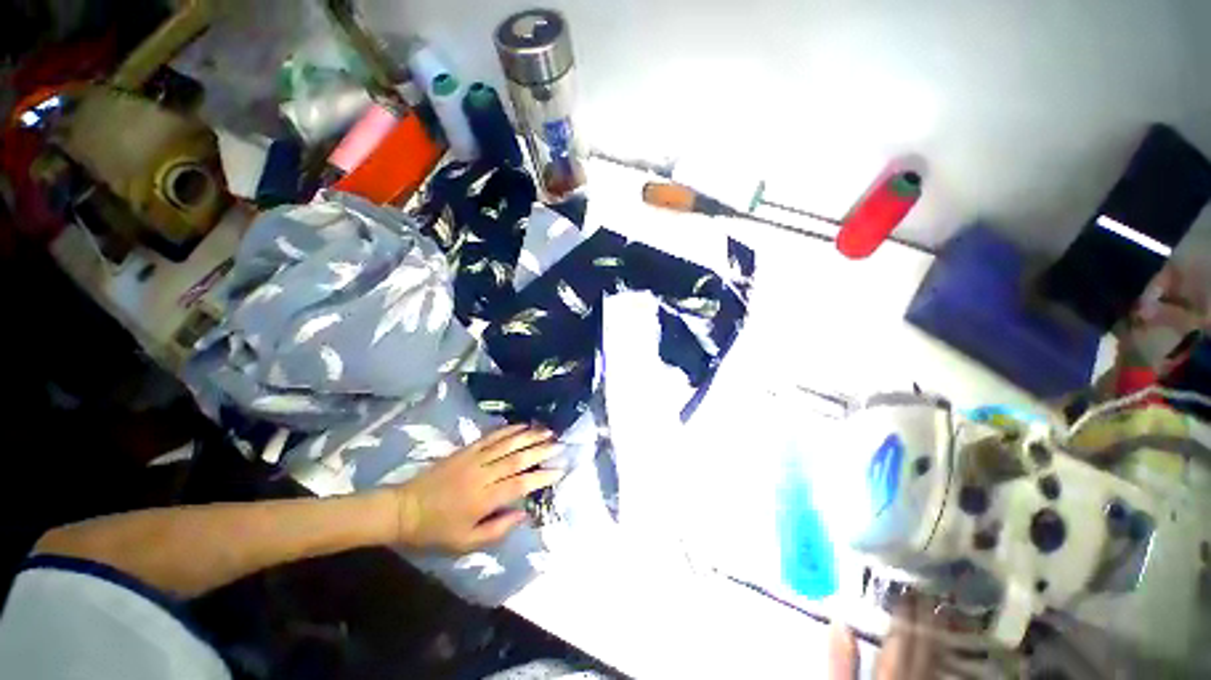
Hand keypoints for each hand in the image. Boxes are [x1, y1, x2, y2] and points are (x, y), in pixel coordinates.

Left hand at [389, 424, 562, 553]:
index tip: (560, 469)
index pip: (519, 484)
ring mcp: (473, 459)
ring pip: (506, 444)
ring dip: (528, 436)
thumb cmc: (435, 531)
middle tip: (559, 444)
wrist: (403, 510)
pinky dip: (507, 430)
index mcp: (484, 499)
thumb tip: (523, 514)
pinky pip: (490, 437)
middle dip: (540, 450)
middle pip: (517, 459)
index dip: (541, 476)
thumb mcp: (465, 543)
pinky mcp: (465, 450)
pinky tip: (521, 425)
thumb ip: (497, 530)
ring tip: (547, 431)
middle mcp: (482, 475)